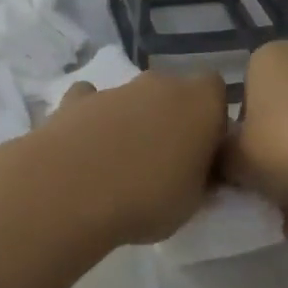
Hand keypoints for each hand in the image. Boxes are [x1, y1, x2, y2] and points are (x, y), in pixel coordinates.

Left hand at [25, 71, 228, 246]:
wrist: (72, 190)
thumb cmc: (148, 198)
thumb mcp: (193, 203)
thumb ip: (200, 178)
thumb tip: (197, 171)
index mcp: (200, 102)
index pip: (216, 91)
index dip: (211, 118)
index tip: (203, 150)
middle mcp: (160, 85)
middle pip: (172, 92)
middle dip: (169, 118)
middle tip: (162, 160)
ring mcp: (116, 89)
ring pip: (132, 99)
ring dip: (131, 121)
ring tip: (117, 165)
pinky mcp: (75, 99)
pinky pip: (90, 102)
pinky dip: (90, 119)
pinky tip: (83, 149)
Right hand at [219, 41, 287, 237]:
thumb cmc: (285, 146)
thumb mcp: (235, 161)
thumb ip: (222, 159)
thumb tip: (226, 163)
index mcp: (268, 58)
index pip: (246, 94)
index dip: (243, 134)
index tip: (247, 165)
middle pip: (285, 110)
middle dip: (278, 149)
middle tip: (272, 188)